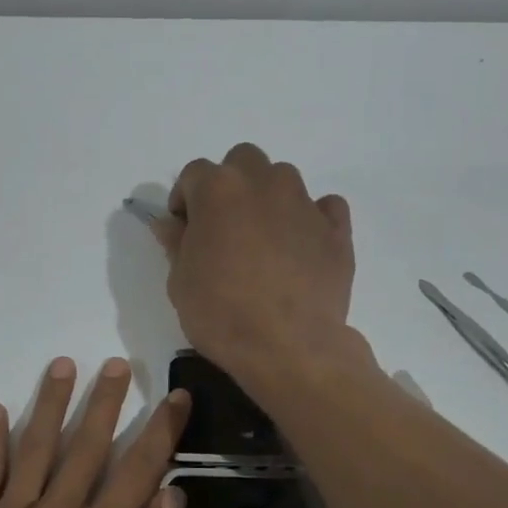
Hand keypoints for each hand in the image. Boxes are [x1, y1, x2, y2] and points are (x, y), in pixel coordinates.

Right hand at [152, 144, 358, 387]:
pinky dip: (311, 218)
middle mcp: (264, 183)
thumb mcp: (181, 282)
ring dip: (268, 199)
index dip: (184, 200)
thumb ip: (176, 244)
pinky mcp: (337, 230)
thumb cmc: (221, 314)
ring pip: (283, 179)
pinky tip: (301, 247)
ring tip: (263, 241)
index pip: (193, 173)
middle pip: (243, 161)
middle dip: (230, 185)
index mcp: (218, 190)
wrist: (287, 346)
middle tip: (224, 228)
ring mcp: (305, 203)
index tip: (184, 230)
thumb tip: (169, 223)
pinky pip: (325, 207)